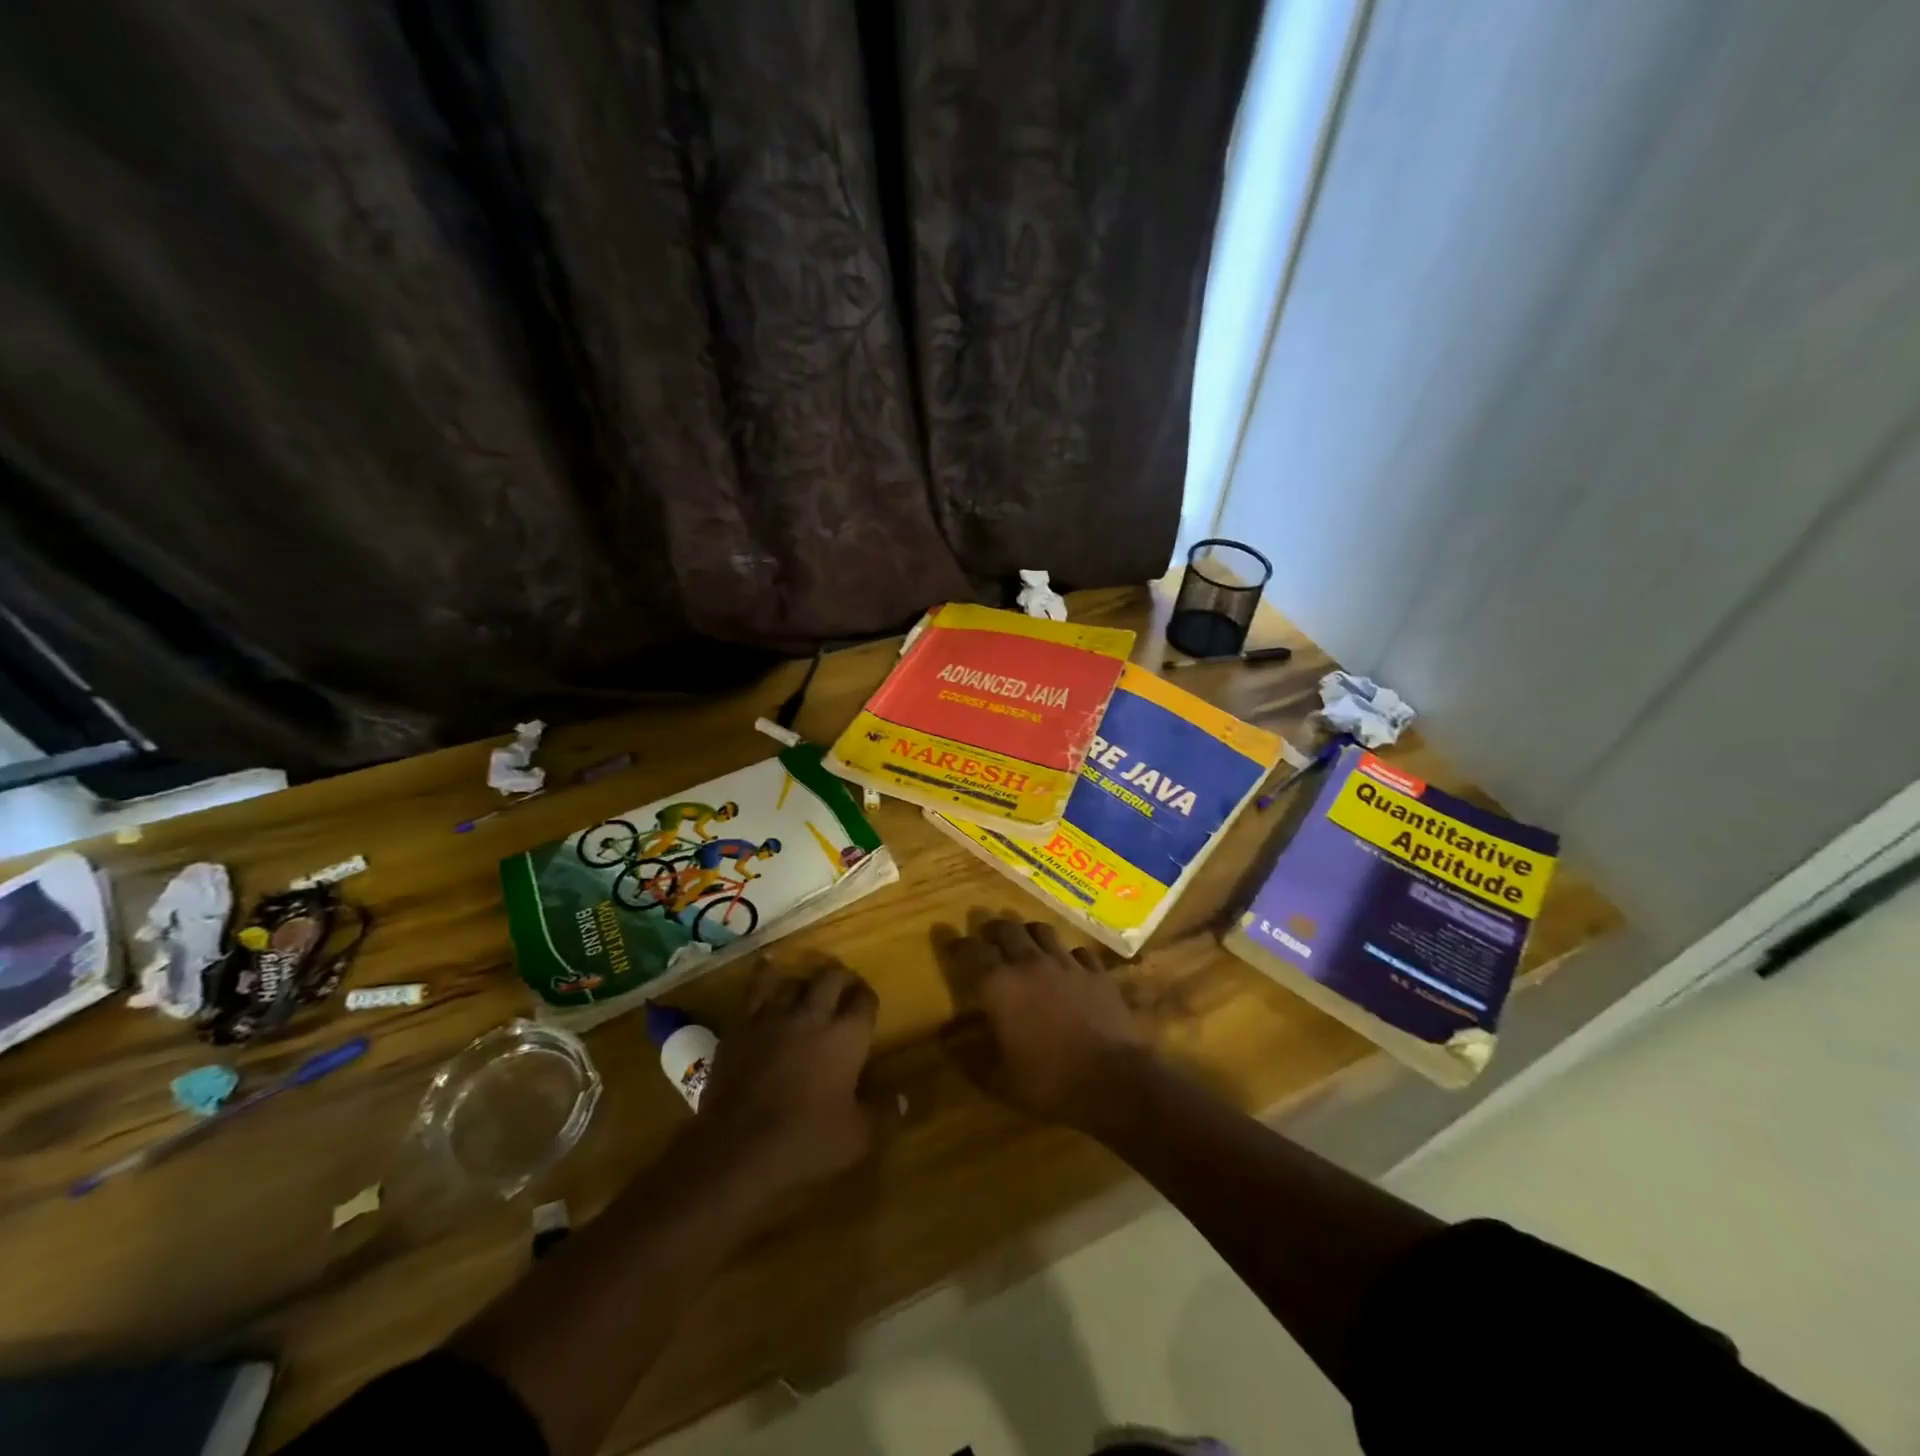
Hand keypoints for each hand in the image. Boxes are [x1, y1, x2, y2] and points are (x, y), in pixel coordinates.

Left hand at [687, 958, 886, 1208]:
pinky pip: (755, 990)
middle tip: (844, 987)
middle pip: (831, 978)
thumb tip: (903, 1100)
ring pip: (793, 980)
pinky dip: (765, 977)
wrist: (736, 1149)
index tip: (868, 1004)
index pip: (865, 1000)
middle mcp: (812, 1015)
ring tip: (807, 987)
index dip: (868, 998)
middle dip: (842, 978)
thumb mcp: (856, 1138)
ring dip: (804, 981)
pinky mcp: (741, 1027)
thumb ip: (883, 1114)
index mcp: (846, 1036)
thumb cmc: (805, 1142)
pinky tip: (767, 971)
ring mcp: (773, 1017)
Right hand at [937, 916, 1151, 1133]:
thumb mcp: (997, 1080)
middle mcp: (1030, 963)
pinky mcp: (1095, 972)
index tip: (951, 942)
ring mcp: (1066, 963)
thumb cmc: (1048, 1081)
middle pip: (1006, 929)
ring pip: (1042, 931)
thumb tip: (945, 1040)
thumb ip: (967, 1057)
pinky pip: (1077, 951)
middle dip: (992, 929)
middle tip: (987, 936)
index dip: (957, 944)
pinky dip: (1066, 955)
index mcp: (1000, 985)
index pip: (971, 951)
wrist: (1113, 1080)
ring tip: (1024, 942)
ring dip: (1027, 933)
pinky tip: (1067, 967)